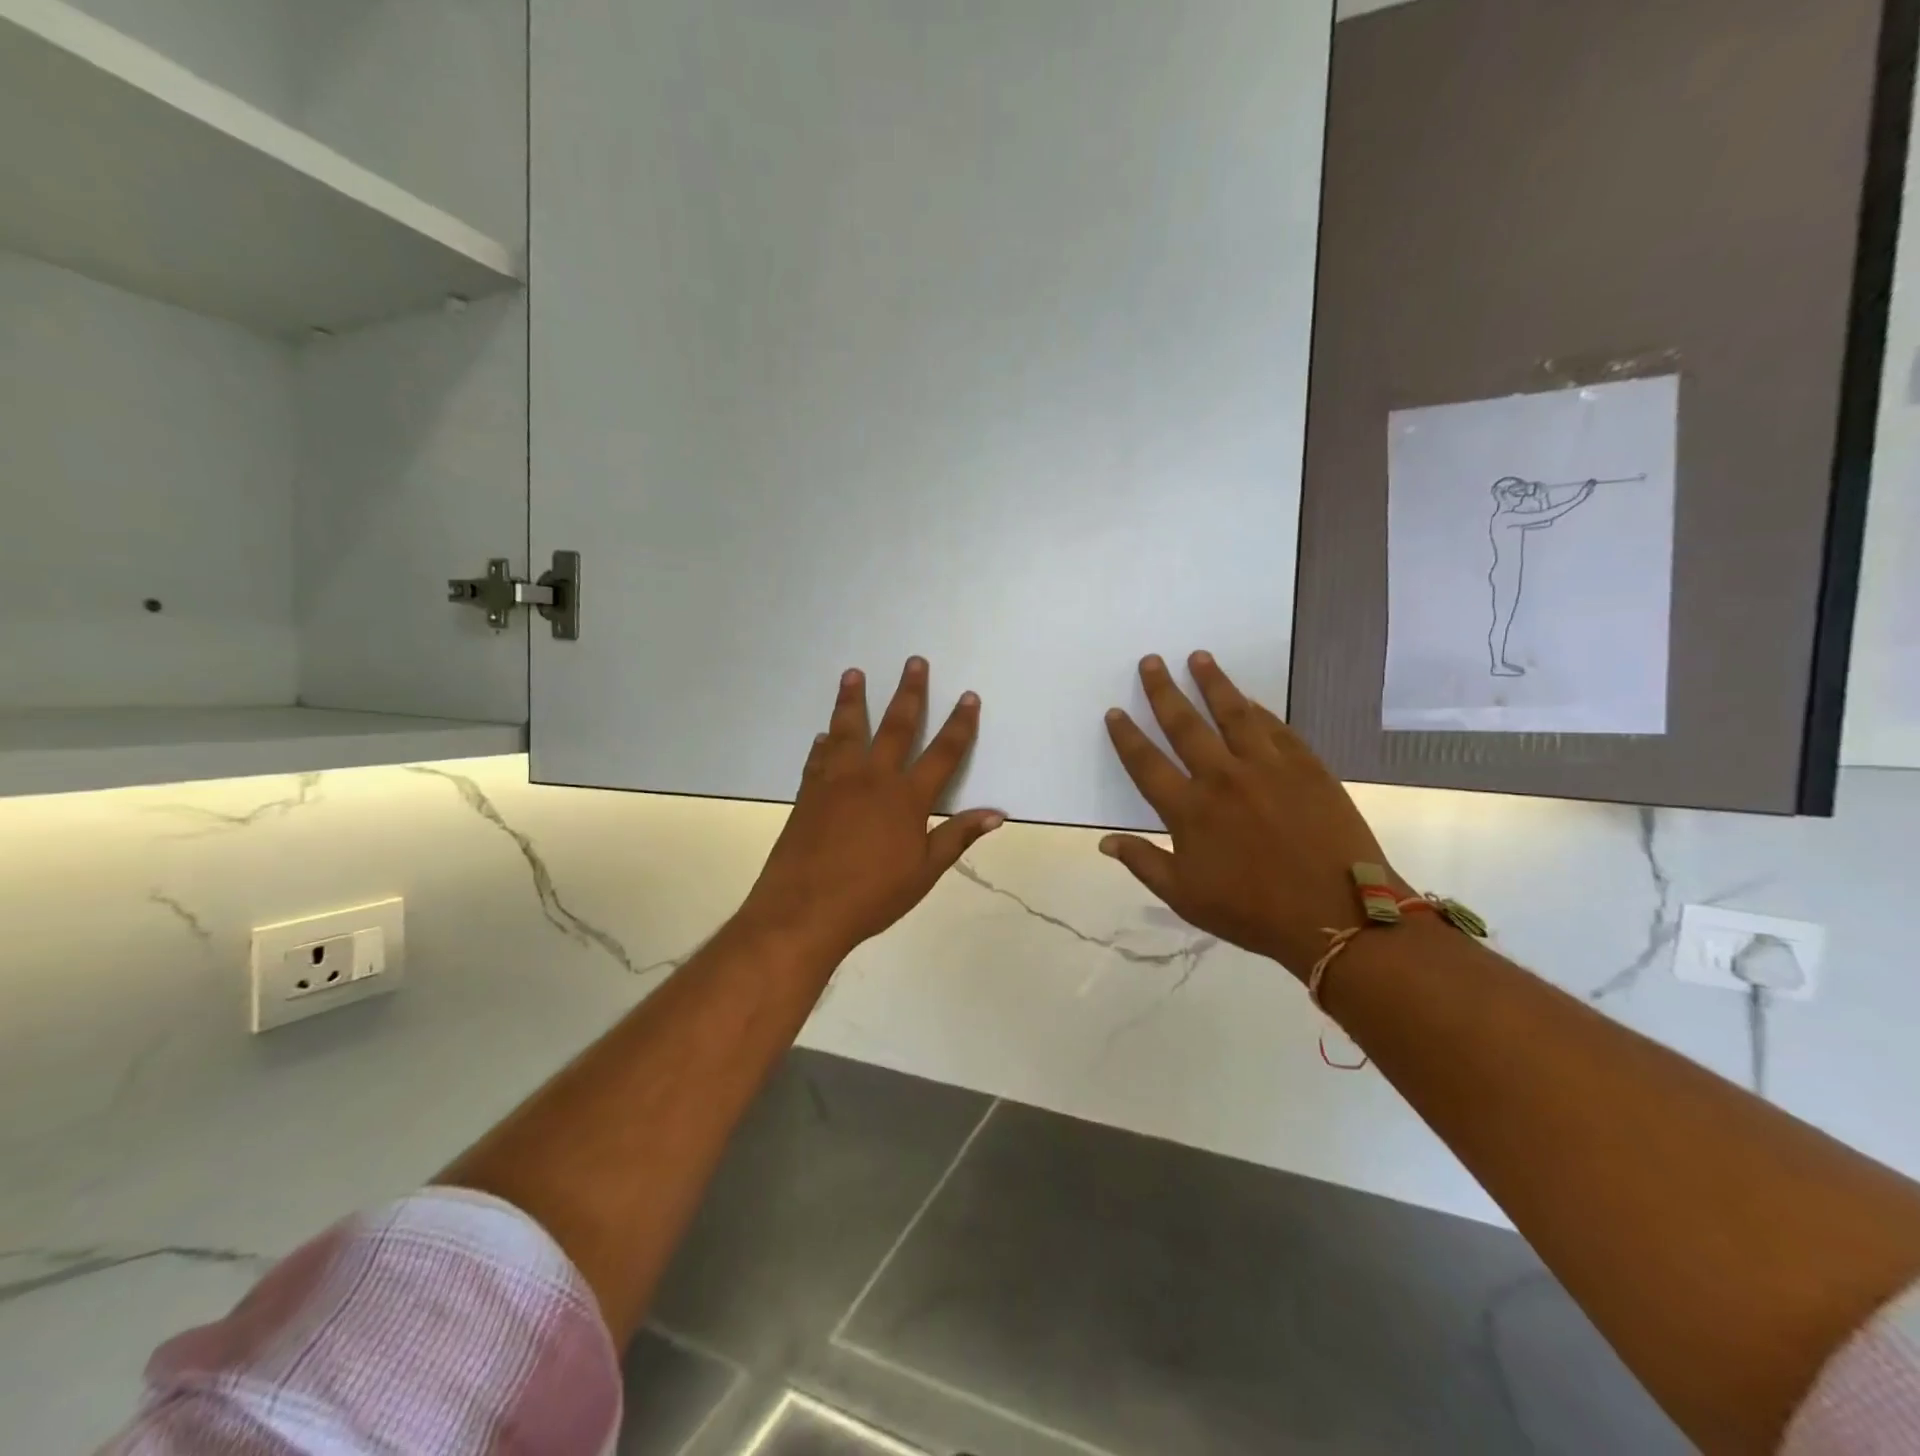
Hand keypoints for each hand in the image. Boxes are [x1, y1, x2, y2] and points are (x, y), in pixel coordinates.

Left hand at [739, 658, 1004, 960]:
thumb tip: (997, 813)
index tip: (969, 696)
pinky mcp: (808, 793)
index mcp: (907, 798)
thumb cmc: (872, 896)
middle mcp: (873, 778)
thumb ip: (957, 836)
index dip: (960, 724)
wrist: (804, 910)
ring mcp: (836, 782)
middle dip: (909, 693)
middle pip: (896, 726)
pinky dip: (824, 744)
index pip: (943, 753)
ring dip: (852, 700)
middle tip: (914, 661)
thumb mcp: (924, 871)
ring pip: (848, 730)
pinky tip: (824, 735)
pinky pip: (818, 758)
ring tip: (853, 674)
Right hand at [1099, 653, 1400, 978]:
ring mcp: (1267, 767)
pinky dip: (1258, 710)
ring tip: (1199, 658)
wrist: (1337, 915)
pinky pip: (1276, 728)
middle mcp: (1222, 777)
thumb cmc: (1253, 911)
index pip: (1146, 763)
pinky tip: (1249, 700)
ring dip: (1213, 683)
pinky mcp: (1306, 766)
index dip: (1127, 736)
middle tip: (1152, 661)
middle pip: (1185, 724)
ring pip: (1233, 713)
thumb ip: (1143, 862)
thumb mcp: (1185, 897)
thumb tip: (1104, 841)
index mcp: (1189, 809)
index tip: (1115, 711)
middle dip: (1164, 690)